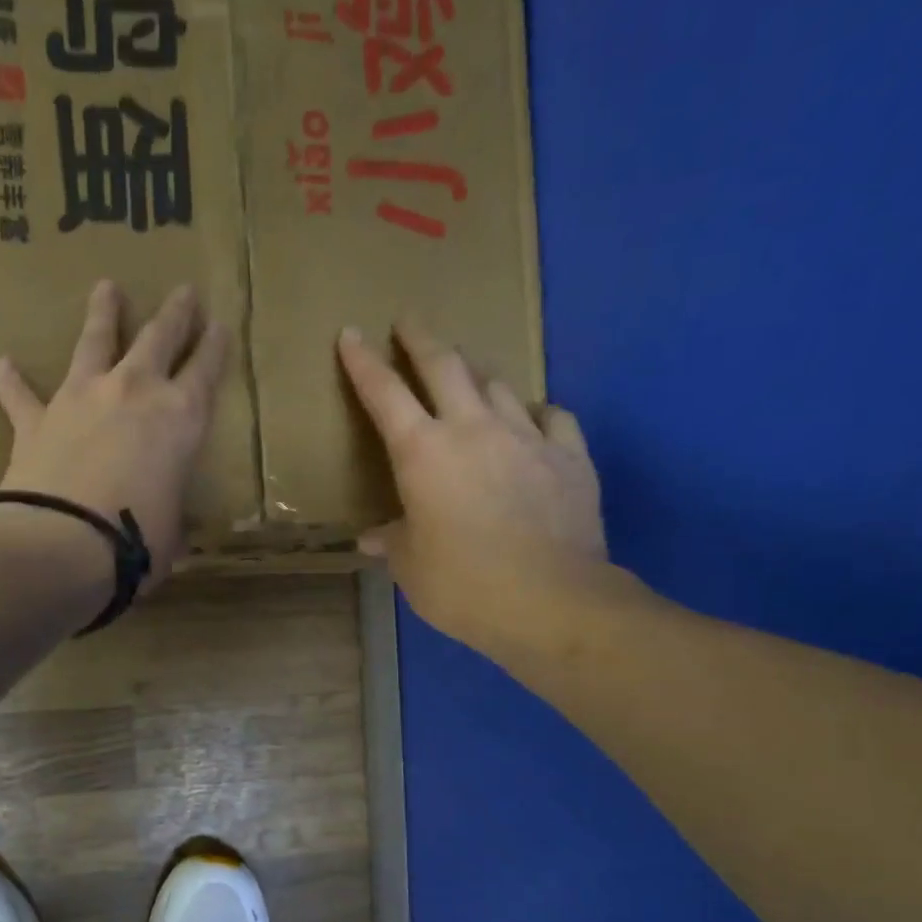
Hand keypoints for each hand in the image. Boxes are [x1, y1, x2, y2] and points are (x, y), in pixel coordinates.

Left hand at [0, 280, 227, 591]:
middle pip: (159, 338)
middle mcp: (134, 392)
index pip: (206, 370)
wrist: (63, 541)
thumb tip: (167, 528)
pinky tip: (3, 364)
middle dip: (175, 313)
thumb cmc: (135, 540)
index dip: (216, 345)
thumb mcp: (171, 530)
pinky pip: (21, 394)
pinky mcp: (37, 418)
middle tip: (183, 291)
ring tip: (106, 287)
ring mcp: (82, 398)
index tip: (220, 323)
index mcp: (180, 419)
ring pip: (95, 341)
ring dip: (103, 313)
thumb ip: (168, 515)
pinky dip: (12, 380)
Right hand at [338, 320, 631, 661]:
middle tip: (409, 320)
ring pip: (497, 384)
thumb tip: (373, 538)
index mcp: (422, 453)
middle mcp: (472, 429)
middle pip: (445, 365)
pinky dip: (533, 413)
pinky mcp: (570, 456)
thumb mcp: (411, 567)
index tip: (351, 333)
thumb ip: (393, 542)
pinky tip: (530, 420)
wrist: (551, 601)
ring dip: (476, 373)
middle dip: (421, 338)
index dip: (362, 362)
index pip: (384, 394)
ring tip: (467, 374)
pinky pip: (551, 417)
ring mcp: (526, 437)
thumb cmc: (462, 585)